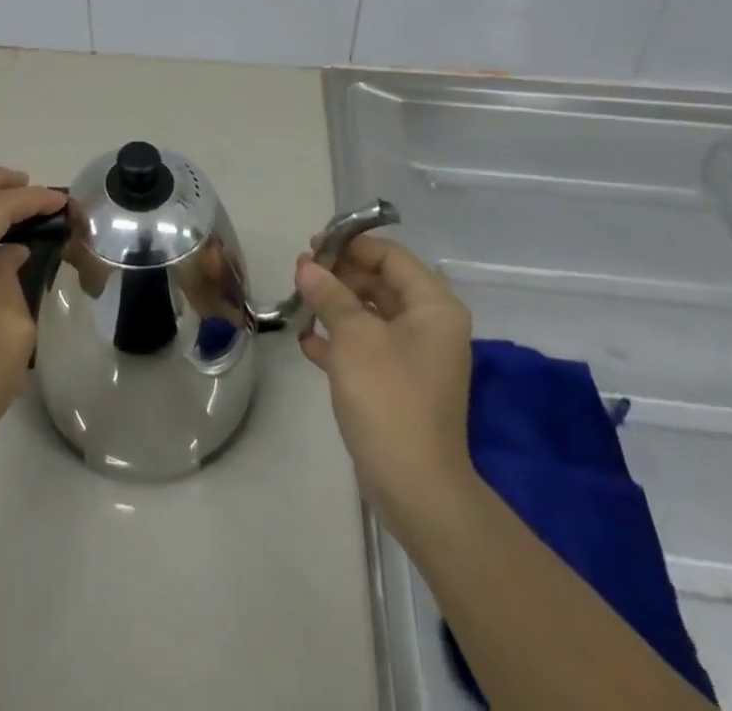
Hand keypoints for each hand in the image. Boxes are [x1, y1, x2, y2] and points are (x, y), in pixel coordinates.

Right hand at [294, 235, 476, 532]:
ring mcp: (416, 357)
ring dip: (335, 305)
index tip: (312, 246)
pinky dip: (340, 339)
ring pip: (372, 314)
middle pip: (381, 282)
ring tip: (299, 299)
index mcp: (433, 306)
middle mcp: (430, 326)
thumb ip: (330, 294)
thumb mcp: (354, 336)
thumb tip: (307, 266)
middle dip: (340, 274)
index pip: (391, 256)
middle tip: (300, 272)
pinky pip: (367, 347)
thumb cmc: (389, 396)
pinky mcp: (399, 384)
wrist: (414, 486)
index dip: (351, 245)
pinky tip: (307, 341)